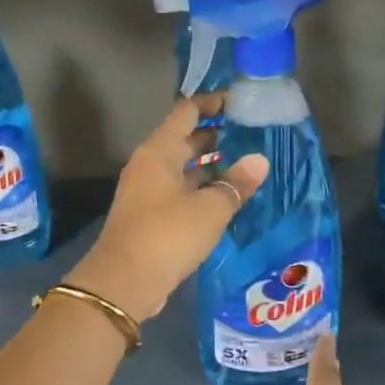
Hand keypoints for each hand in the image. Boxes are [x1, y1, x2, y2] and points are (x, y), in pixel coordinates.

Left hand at [64, 94, 268, 322]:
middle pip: (184, 140)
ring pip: (183, 169)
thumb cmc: (168, 234)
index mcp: (159, 151)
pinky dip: (202, 191)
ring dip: (210, 166)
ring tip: (246, 165)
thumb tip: (259, 160)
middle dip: (216, 136)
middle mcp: (150, 166)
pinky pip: (180, 193)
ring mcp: (148, 192)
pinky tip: (227, 198)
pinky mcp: (150, 218)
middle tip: (252, 135)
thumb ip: (236, 183)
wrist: (125, 282)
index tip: (240, 102)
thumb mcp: (210, 208)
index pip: (187, 112)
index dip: (212, 103)